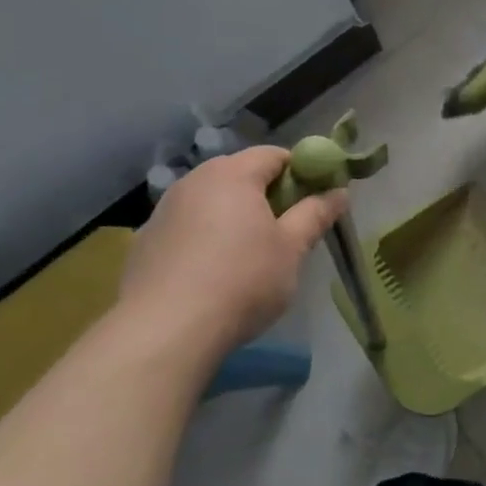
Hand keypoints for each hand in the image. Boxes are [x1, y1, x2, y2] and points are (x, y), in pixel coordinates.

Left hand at [119, 147, 344, 353]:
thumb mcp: (292, 248)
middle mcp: (194, 181)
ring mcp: (163, 210)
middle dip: (268, 194)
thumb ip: (316, 214)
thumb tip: (340, 192)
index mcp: (232, 174)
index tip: (316, 200)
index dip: (302, 172)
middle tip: (288, 228)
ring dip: (235, 216)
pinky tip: (214, 272)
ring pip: (211, 201)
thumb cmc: (242, 280)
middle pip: (240, 174)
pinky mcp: (145, 242)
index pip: (275, 155)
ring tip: (251, 253)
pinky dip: (206, 237)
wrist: (166, 330)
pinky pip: (187, 227)